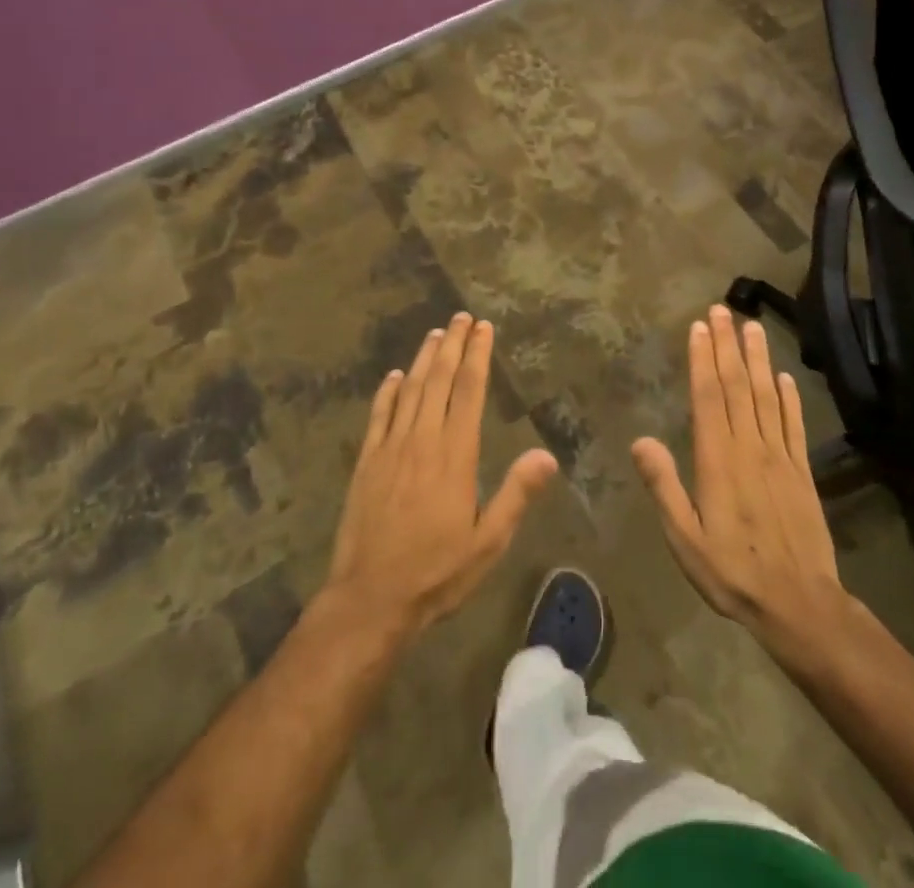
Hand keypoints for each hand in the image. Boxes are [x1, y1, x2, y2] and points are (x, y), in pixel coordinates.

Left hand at [325, 313, 558, 638]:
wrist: (371, 598)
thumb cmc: (437, 571)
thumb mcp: (488, 542)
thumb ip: (516, 494)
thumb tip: (547, 454)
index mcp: (455, 454)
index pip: (469, 391)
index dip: (478, 356)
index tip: (483, 328)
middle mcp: (422, 439)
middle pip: (440, 380)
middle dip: (453, 345)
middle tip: (461, 317)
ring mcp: (390, 448)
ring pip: (410, 390)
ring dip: (424, 359)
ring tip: (436, 334)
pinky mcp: (366, 462)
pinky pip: (379, 415)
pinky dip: (388, 391)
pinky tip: (395, 375)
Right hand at [633, 306, 853, 653]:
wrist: (800, 604)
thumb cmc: (732, 572)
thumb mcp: (685, 539)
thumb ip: (665, 488)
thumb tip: (641, 441)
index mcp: (718, 460)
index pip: (709, 397)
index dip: (703, 359)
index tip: (700, 326)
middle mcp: (750, 448)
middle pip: (737, 386)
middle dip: (728, 345)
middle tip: (723, 309)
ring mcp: (780, 457)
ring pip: (766, 396)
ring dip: (758, 359)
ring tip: (752, 326)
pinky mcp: (802, 471)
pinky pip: (794, 425)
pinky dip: (789, 398)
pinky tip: (785, 377)